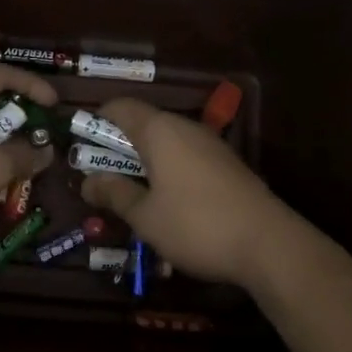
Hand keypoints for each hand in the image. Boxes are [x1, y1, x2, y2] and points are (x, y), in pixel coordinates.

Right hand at [80, 98, 296, 286]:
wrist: (270, 244)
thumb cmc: (196, 225)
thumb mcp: (145, 216)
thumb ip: (114, 194)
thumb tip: (86, 182)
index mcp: (159, 130)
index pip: (120, 106)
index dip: (97, 119)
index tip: (81, 143)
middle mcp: (185, 128)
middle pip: (143, 123)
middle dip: (118, 146)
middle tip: (101, 176)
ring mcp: (210, 145)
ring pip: (166, 142)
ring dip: (144, 160)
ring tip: (131, 193)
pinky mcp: (228, 164)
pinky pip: (187, 156)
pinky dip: (169, 169)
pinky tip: (168, 202)